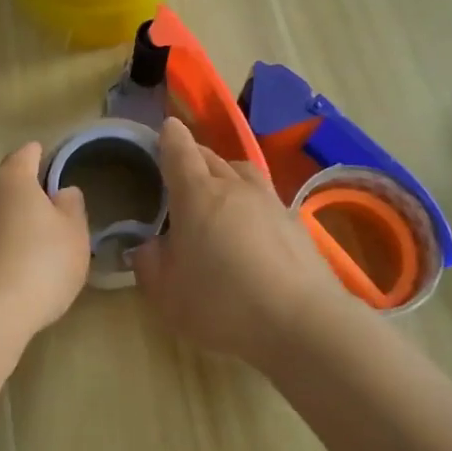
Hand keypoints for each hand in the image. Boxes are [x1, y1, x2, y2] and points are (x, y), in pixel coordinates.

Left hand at [0, 142, 90, 337]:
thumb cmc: (40, 264)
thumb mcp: (74, 234)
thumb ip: (72, 205)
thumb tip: (62, 192)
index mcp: (11, 176)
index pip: (28, 152)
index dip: (45, 160)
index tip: (58, 177)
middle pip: (6, 181)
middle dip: (25, 193)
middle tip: (49, 218)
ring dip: (6, 221)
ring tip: (29, 248)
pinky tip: (8, 270)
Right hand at [130, 118, 340, 363]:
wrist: (302, 322)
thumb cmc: (222, 303)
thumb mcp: (167, 294)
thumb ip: (149, 264)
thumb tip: (149, 246)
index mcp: (197, 194)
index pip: (180, 151)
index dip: (170, 137)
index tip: (166, 128)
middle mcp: (234, 187)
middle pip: (211, 157)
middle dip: (194, 157)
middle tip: (181, 171)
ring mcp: (270, 202)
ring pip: (242, 172)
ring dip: (226, 174)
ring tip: (218, 192)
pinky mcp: (296, 223)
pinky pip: (266, 199)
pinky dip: (252, 203)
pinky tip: (251, 228)